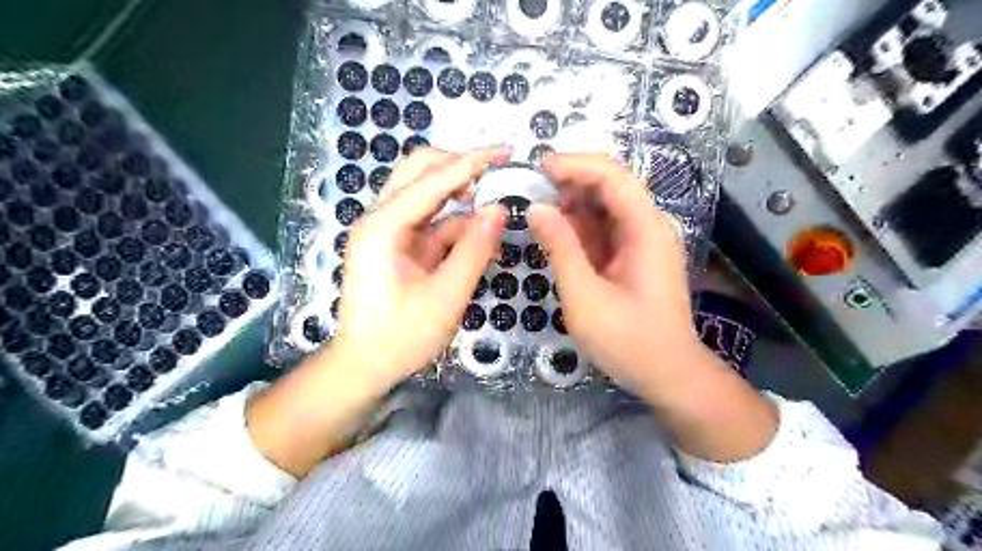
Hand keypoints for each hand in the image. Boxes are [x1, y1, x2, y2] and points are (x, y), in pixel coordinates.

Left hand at [336, 146, 510, 387]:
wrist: (364, 366)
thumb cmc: (401, 337)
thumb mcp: (446, 296)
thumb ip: (474, 249)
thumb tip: (499, 210)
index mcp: (384, 227)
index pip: (432, 180)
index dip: (471, 162)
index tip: (505, 150)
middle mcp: (380, 219)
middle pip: (419, 171)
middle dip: (459, 167)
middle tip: (496, 173)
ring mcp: (388, 231)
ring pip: (425, 194)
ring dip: (460, 198)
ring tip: (493, 211)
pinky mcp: (398, 245)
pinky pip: (430, 223)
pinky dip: (456, 226)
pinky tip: (480, 238)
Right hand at [526, 153, 691, 388]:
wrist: (667, 375)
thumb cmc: (628, 340)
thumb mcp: (585, 296)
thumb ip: (560, 248)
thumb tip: (537, 208)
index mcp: (645, 229)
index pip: (613, 176)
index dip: (576, 164)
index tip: (539, 168)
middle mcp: (648, 226)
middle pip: (611, 185)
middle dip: (572, 181)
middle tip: (532, 189)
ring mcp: (641, 242)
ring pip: (605, 207)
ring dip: (573, 204)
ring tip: (539, 211)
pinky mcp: (633, 257)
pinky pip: (604, 230)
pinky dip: (579, 228)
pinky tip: (557, 234)